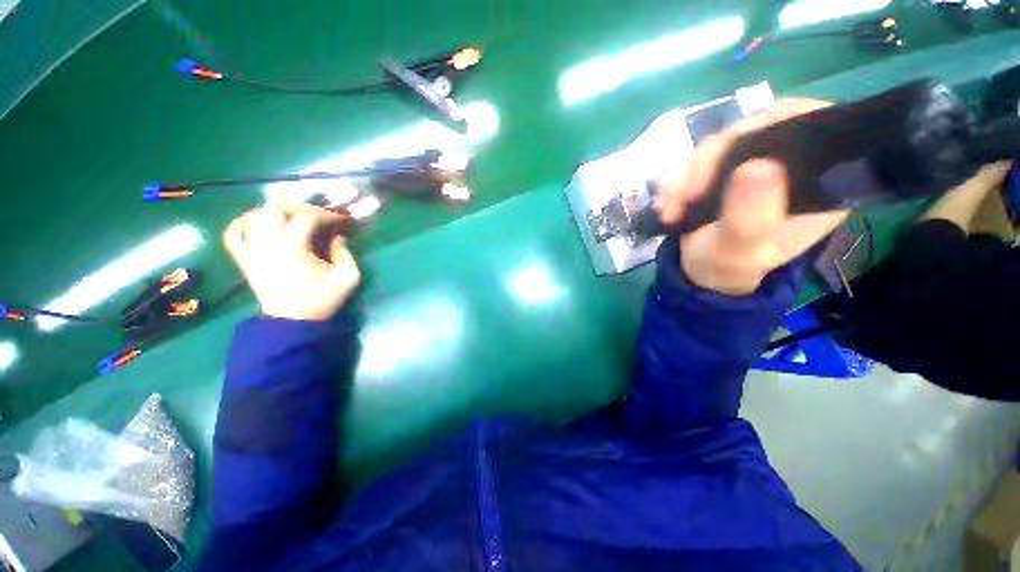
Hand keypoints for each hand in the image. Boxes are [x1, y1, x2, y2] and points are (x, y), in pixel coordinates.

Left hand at [224, 202, 360, 320]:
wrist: (293, 321)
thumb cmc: (322, 299)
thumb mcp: (348, 277)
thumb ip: (346, 253)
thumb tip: (338, 237)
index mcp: (294, 246)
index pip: (308, 216)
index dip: (327, 214)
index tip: (341, 220)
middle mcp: (267, 242)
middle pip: (278, 208)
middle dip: (302, 208)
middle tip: (319, 217)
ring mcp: (251, 249)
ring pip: (255, 215)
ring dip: (277, 211)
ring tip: (294, 218)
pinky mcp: (243, 258)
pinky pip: (234, 232)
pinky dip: (244, 222)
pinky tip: (259, 223)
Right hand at [656, 100, 850, 295]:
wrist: (702, 269)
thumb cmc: (729, 264)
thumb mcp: (739, 248)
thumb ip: (750, 216)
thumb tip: (759, 166)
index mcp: (818, 181)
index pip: (806, 127)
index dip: (765, 131)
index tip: (725, 164)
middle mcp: (792, 163)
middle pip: (754, 130)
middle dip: (708, 164)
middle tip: (684, 197)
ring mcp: (756, 162)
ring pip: (719, 145)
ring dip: (684, 179)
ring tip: (670, 211)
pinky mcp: (727, 166)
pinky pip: (698, 159)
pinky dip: (676, 182)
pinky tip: (667, 206)